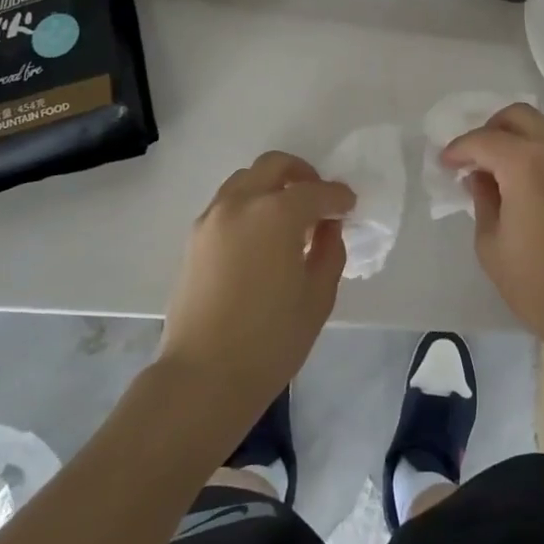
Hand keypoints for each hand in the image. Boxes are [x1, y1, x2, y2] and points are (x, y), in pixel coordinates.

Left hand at [159, 152, 351, 426]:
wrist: (202, 377)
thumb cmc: (270, 340)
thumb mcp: (317, 297)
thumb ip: (329, 251)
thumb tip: (326, 227)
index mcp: (276, 214)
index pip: (316, 191)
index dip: (338, 196)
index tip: (349, 206)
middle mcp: (241, 203)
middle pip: (274, 166)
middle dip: (302, 174)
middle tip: (318, 200)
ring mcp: (212, 218)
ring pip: (246, 180)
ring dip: (271, 187)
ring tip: (288, 219)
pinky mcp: (194, 238)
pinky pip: (227, 203)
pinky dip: (249, 205)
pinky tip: (261, 238)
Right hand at [442, 104, 543, 363]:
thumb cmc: (538, 283)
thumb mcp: (491, 244)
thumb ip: (482, 200)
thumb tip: (481, 178)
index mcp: (526, 163)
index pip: (483, 140)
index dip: (459, 149)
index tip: (447, 164)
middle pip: (519, 116)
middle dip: (491, 129)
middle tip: (476, 156)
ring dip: (521, 138)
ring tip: (505, 169)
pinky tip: (537, 186)